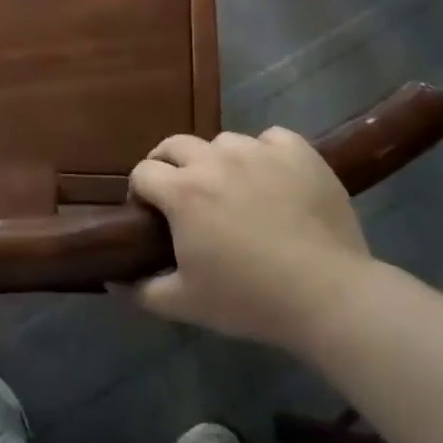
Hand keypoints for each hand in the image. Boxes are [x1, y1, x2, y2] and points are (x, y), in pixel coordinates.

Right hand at [127, 128, 367, 351]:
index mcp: (183, 191)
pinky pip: (270, 138)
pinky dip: (264, 154)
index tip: (150, 214)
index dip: (140, 192)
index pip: (143, 172)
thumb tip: (114, 279)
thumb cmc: (250, 299)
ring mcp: (259, 150)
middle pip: (175, 145)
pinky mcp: (298, 151)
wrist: (328, 294)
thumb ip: (143, 290)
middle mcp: (215, 160)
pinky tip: (273, 178)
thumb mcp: (186, 304)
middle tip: (182, 195)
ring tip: (233, 189)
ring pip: (223, 142)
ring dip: (217, 161)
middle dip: (168, 165)